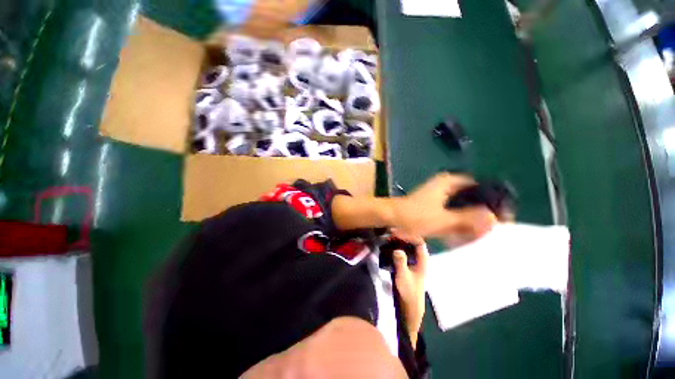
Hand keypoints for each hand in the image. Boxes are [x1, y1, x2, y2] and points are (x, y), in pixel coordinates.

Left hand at [393, 173, 495, 241]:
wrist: (392, 217)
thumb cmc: (415, 215)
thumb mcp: (443, 219)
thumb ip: (469, 219)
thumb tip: (495, 219)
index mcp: (449, 182)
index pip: (480, 186)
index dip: (493, 200)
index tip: (502, 217)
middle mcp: (446, 185)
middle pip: (473, 197)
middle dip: (481, 213)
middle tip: (489, 229)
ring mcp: (440, 194)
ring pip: (463, 205)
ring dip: (470, 219)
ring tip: (478, 234)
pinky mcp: (435, 204)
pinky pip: (453, 211)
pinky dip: (459, 221)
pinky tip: (462, 234)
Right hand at [393, 241, 428, 347]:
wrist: (409, 306)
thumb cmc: (409, 291)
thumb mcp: (403, 277)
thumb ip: (401, 263)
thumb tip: (397, 249)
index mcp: (422, 260)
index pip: (419, 241)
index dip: (409, 235)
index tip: (397, 233)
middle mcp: (419, 257)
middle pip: (413, 240)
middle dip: (403, 235)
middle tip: (390, 232)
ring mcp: (413, 260)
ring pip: (408, 244)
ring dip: (399, 239)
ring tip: (388, 236)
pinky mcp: (406, 263)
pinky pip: (402, 249)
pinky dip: (396, 245)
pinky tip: (388, 244)